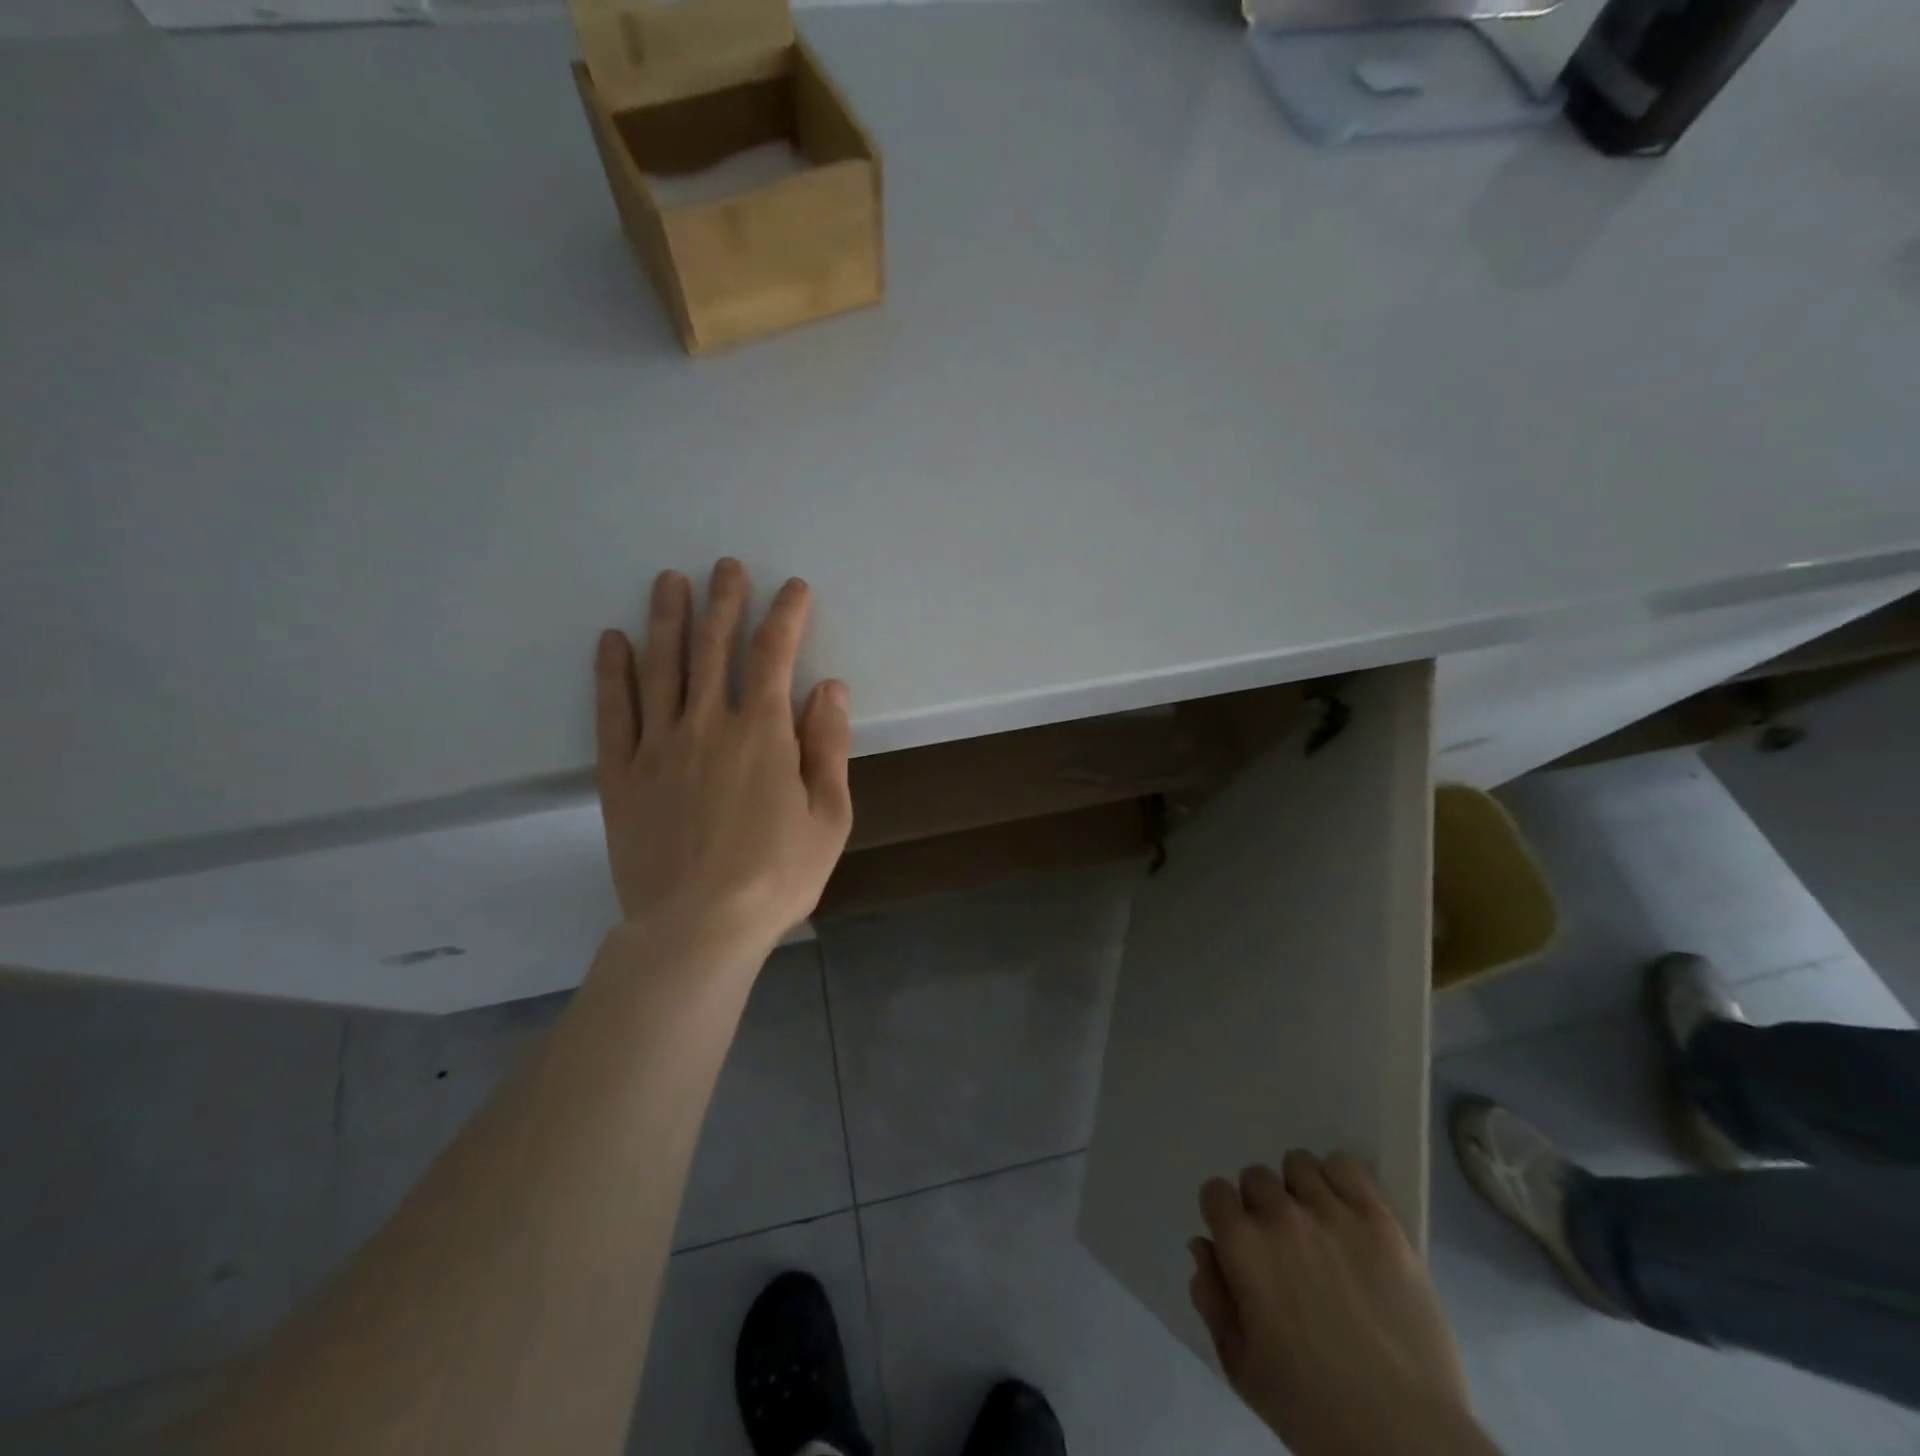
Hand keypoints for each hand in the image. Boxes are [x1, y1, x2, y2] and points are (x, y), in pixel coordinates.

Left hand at [594, 558, 853, 957]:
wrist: (697, 928)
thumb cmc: (776, 876)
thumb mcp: (829, 817)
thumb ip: (828, 747)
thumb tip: (830, 687)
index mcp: (763, 734)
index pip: (776, 655)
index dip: (786, 615)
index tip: (793, 588)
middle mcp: (708, 724)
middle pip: (714, 646)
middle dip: (725, 600)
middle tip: (727, 565)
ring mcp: (658, 746)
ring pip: (662, 666)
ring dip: (668, 618)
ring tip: (670, 580)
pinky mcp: (621, 774)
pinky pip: (614, 712)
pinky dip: (612, 672)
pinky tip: (613, 640)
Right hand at [1189, 1152, 1476, 1455]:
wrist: (1405, 1440)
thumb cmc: (1312, 1411)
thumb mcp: (1241, 1366)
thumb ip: (1211, 1298)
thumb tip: (1203, 1246)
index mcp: (1242, 1246)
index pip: (1215, 1192)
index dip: (1224, 1218)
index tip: (1241, 1247)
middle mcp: (1280, 1216)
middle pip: (1256, 1177)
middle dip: (1262, 1207)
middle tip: (1284, 1248)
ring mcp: (1332, 1214)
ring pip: (1298, 1165)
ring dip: (1300, 1191)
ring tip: (1319, 1228)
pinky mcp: (1379, 1221)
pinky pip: (1346, 1165)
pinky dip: (1339, 1180)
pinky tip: (1346, 1213)